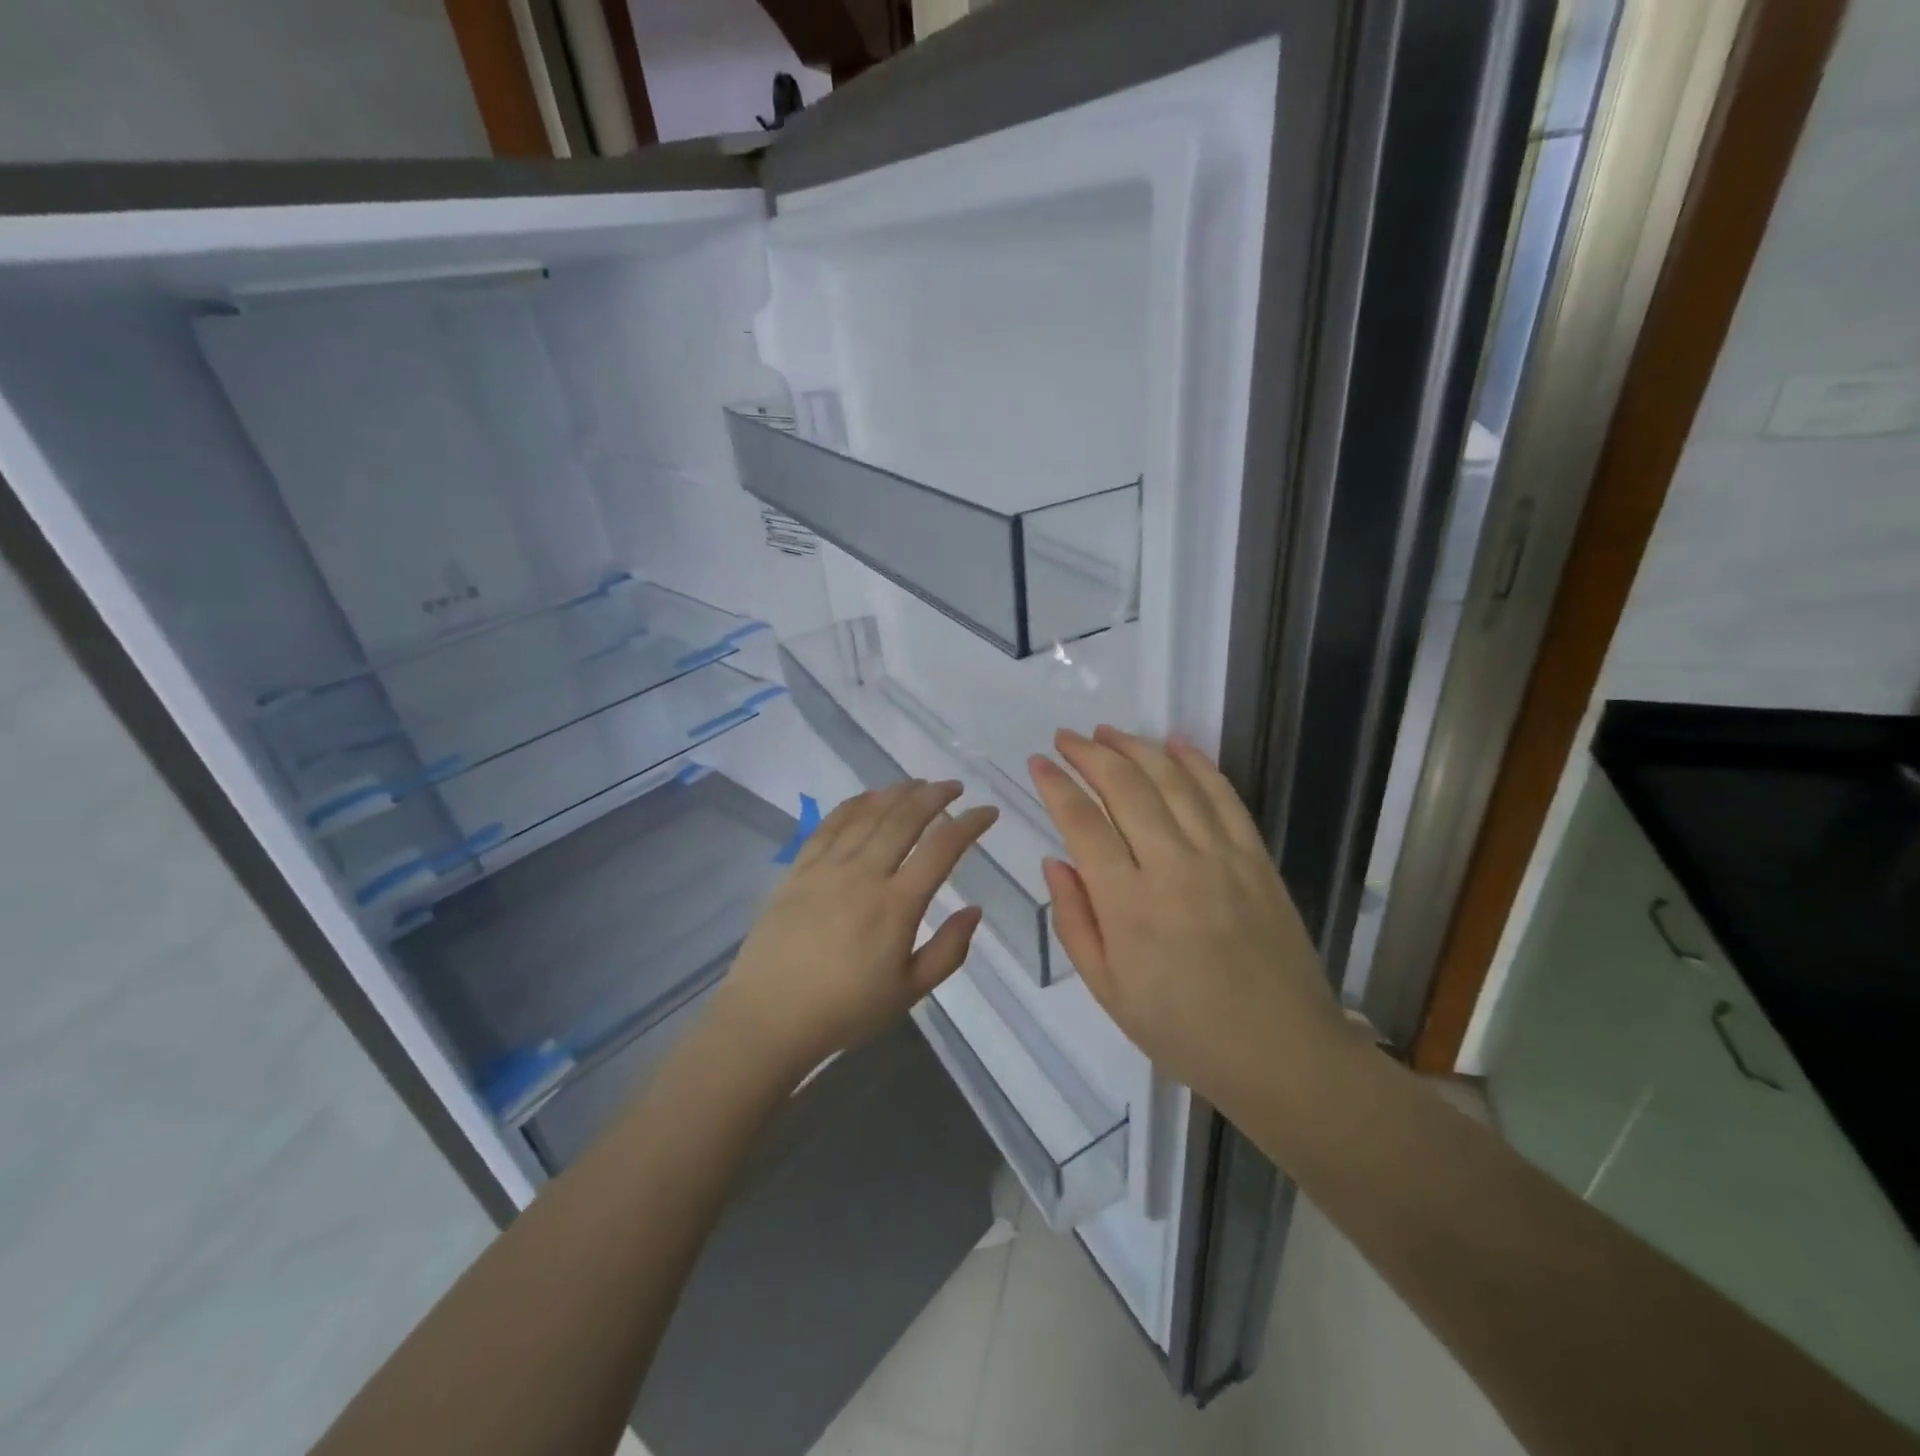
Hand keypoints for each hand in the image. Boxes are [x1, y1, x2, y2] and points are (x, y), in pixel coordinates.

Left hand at [712, 780, 998, 1082]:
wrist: (769, 1016)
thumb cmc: (846, 1009)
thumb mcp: (910, 992)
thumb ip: (948, 951)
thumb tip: (974, 910)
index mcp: (897, 905)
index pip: (942, 849)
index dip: (969, 824)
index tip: (987, 811)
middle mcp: (864, 874)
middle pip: (904, 819)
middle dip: (934, 796)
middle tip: (954, 786)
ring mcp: (827, 867)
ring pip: (868, 814)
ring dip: (897, 792)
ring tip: (917, 783)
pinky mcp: (799, 870)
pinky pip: (829, 825)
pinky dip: (854, 805)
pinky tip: (868, 797)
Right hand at [1027, 727, 1357, 1120]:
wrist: (1281, 1053)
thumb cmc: (1182, 1030)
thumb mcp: (1108, 990)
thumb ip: (1074, 921)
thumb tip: (1055, 860)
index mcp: (1128, 905)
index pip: (1082, 823)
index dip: (1056, 785)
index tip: (1038, 763)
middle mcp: (1172, 867)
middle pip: (1125, 787)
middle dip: (1089, 754)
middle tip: (1066, 737)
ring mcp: (1220, 856)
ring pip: (1172, 780)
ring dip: (1136, 747)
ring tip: (1108, 731)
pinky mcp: (1256, 857)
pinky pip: (1224, 796)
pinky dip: (1197, 763)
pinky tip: (1175, 743)